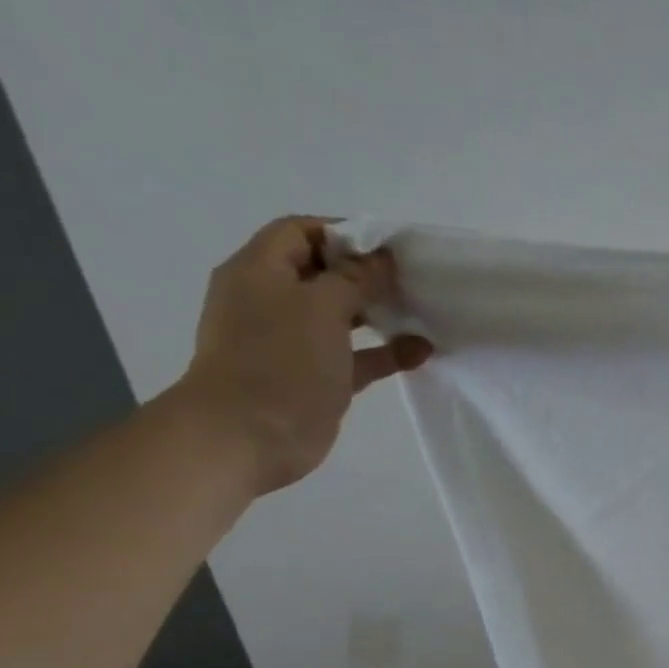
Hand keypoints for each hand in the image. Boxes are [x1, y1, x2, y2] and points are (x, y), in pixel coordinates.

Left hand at [172, 217, 432, 496]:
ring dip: (380, 313)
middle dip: (367, 274)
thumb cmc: (279, 361)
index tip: (389, 247)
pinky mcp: (316, 377)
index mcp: (260, 271)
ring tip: (420, 312)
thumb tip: (381, 259)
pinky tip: (421, 352)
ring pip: (343, 316)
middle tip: (411, 280)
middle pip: (324, 274)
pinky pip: (356, 356)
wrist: (247, 436)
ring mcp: (295, 342)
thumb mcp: (320, 306)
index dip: (343, 233)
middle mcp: (274, 301)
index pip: (301, 232)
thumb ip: (355, 278)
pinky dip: (385, 352)